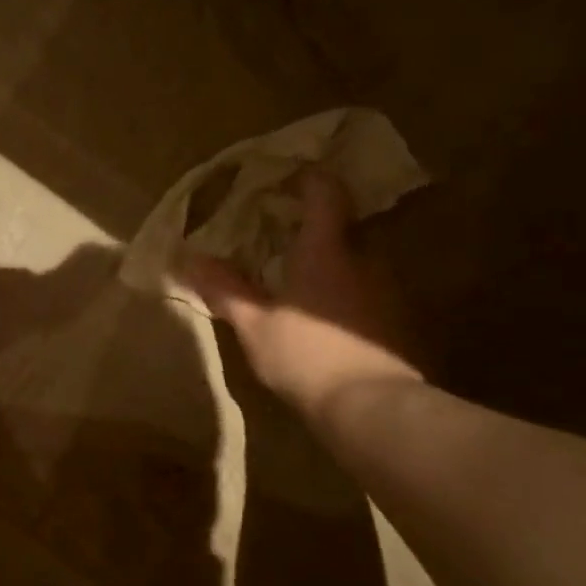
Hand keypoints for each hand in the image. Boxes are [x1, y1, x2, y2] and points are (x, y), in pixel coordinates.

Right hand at [179, 169, 421, 426]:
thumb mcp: (254, 325)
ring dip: (331, 258)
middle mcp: (365, 258)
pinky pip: (367, 287)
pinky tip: (324, 311)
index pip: (326, 193)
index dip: (307, 178)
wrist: (371, 407)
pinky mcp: (396, 319)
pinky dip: (345, 287)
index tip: (284, 177)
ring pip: (358, 257)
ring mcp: (387, 289)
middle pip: (344, 224)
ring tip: (300, 273)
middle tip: (283, 231)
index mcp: (326, 250)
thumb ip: (225, 289)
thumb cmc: (306, 355)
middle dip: (316, 223)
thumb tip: (189, 258)